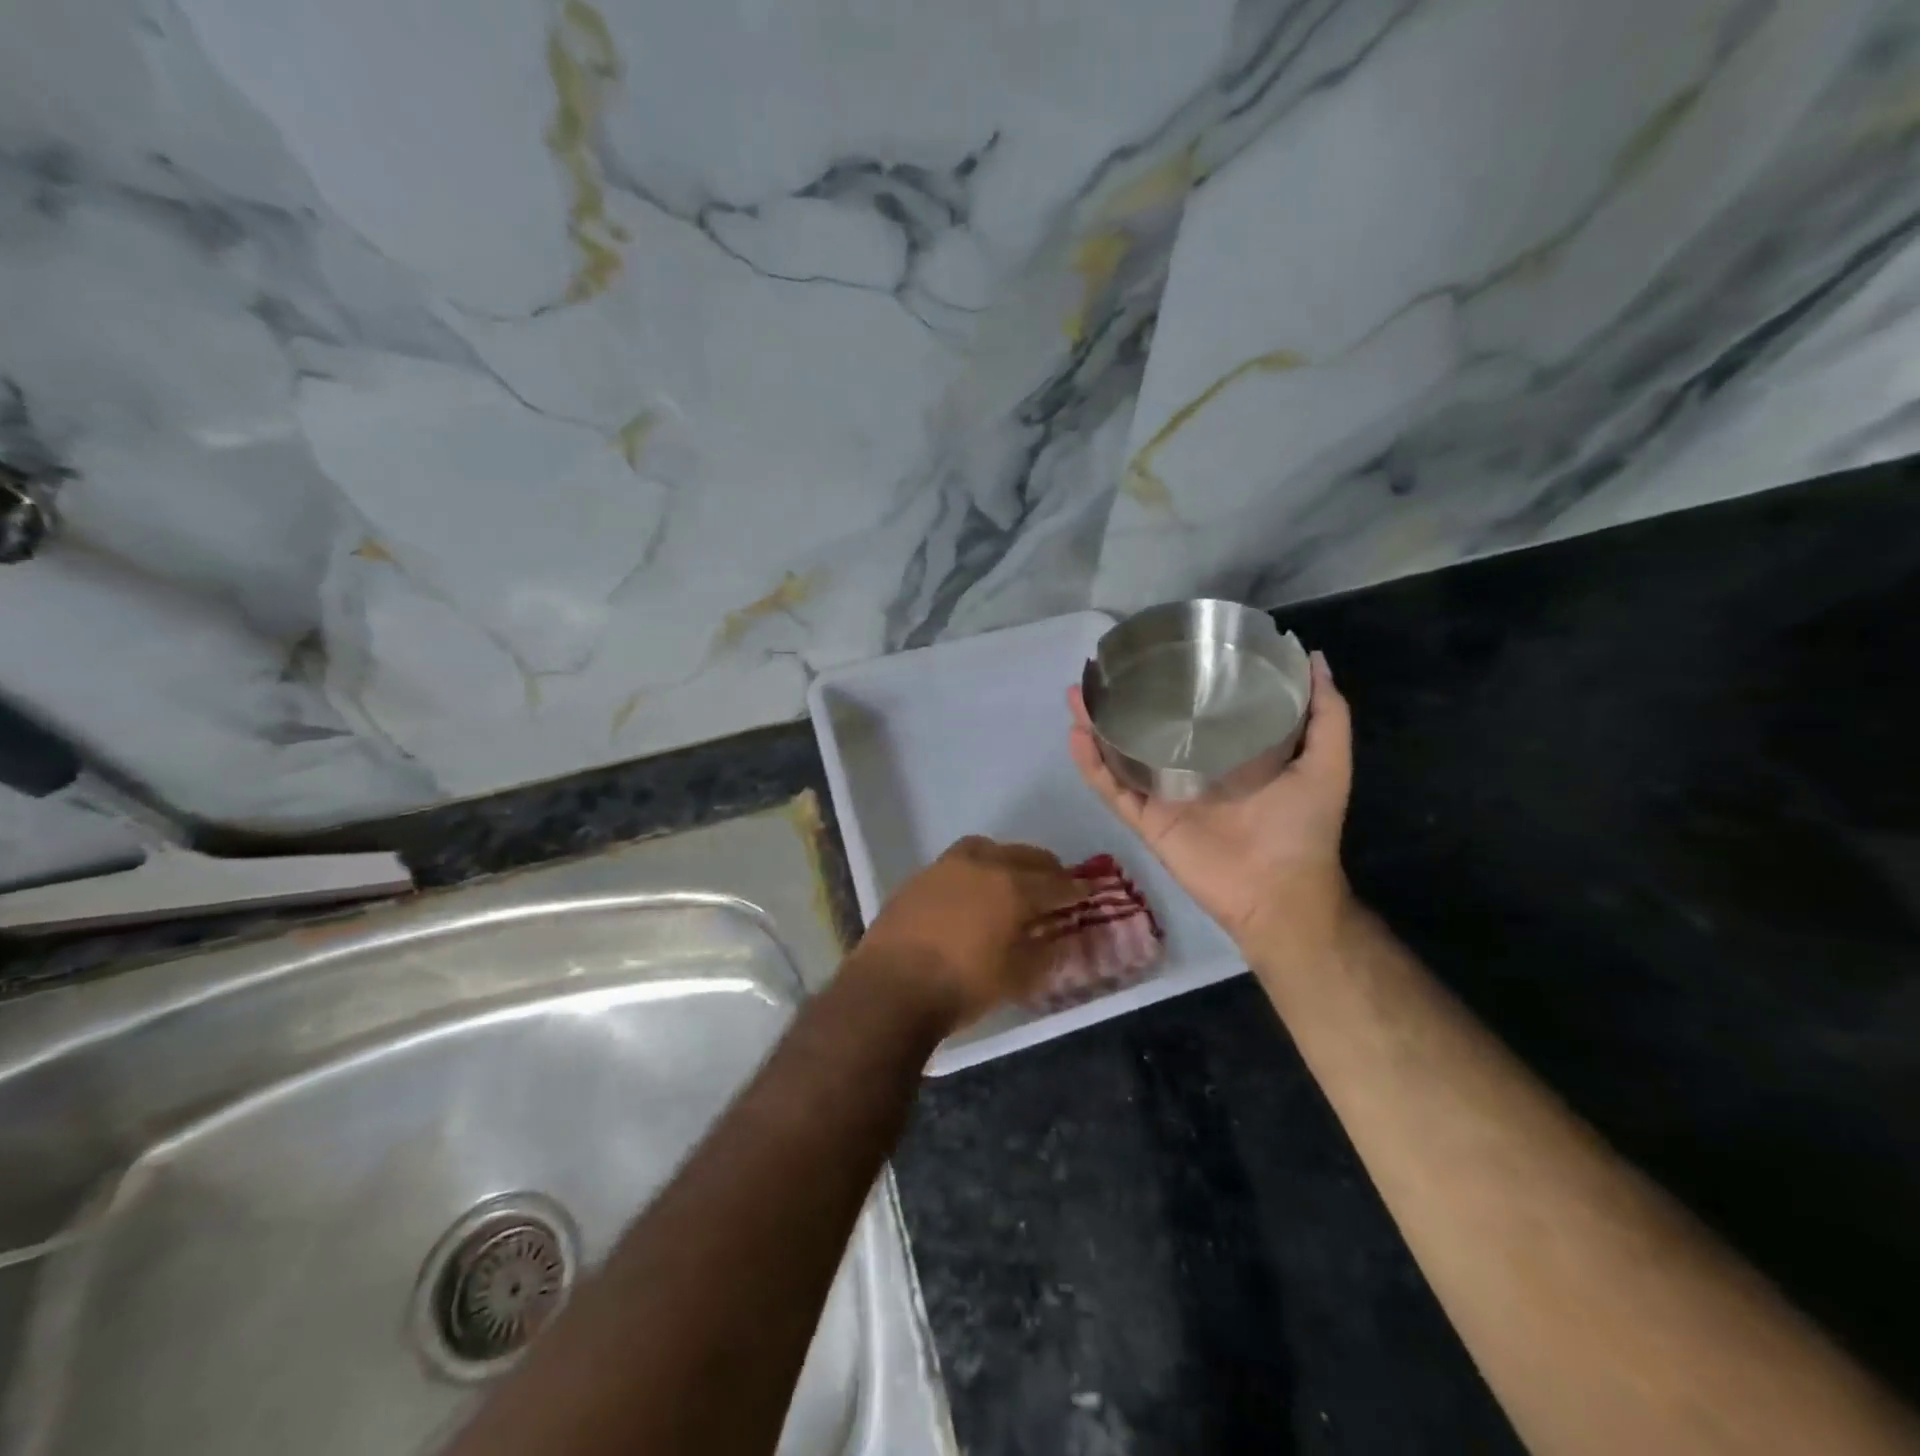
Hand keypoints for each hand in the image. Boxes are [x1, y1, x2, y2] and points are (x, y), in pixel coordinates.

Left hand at [848, 836, 1078, 1031]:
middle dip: (1045, 869)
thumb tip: (1061, 939)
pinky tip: (973, 892)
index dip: (1075, 889)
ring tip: (1013, 880)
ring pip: (988, 850)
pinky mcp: (920, 877)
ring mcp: (947, 866)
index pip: (1056, 883)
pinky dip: (976, 870)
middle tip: (1056, 885)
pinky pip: (959, 863)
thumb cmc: (962, 986)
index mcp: (1012, 887)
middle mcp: (982, 865)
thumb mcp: (1016, 979)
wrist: (890, 987)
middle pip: (1024, 857)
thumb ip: (1045, 954)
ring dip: (1008, 860)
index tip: (1087, 892)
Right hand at [1068, 650, 1355, 970]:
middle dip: (1123, 701)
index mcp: (1226, 755)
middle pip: (1147, 729)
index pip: (1194, 712)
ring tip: (1076, 694)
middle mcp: (1189, 770)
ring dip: (1096, 726)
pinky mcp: (1146, 821)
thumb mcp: (1327, 762)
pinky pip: (1112, 790)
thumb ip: (1327, 714)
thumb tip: (1312, 656)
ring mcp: (1163, 797)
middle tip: (1103, 670)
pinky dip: (1091, 765)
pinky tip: (1076, 735)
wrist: (1280, 892)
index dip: (1174, 683)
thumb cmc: (1303, 828)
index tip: (1158, 649)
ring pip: (1120, 755)